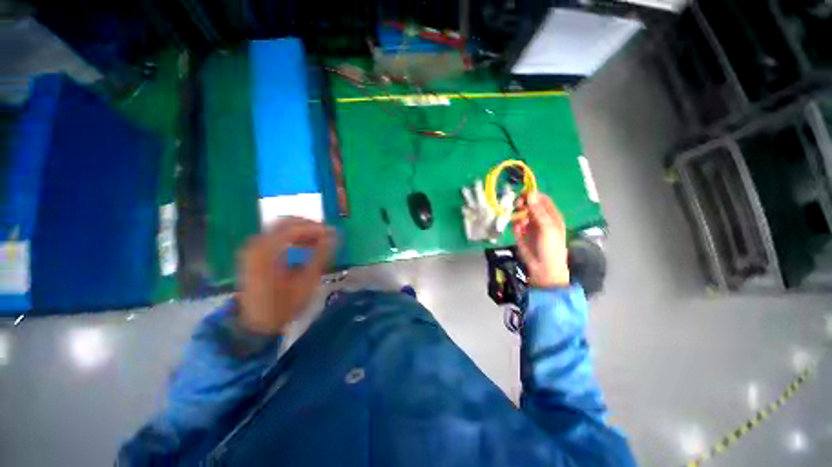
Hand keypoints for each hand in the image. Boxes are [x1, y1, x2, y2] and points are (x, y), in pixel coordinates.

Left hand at [237, 217, 333, 334]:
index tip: (333, 233)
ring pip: (281, 228)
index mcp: (266, 251)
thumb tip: (333, 236)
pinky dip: (292, 238)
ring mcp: (253, 249)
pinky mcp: (254, 254)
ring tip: (319, 241)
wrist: (257, 325)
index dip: (316, 228)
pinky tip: (304, 247)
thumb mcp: (307, 281)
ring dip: (301, 231)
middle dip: (309, 226)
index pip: (294, 228)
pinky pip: (275, 237)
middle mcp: (256, 245)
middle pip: (285, 223)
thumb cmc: (284, 305)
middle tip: (327, 234)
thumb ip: (321, 255)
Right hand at [513, 192, 569, 287]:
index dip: (533, 194)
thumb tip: (530, 193)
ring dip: (518, 213)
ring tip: (518, 220)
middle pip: (529, 204)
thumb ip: (538, 210)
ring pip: (521, 213)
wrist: (542, 268)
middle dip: (523, 203)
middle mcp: (540, 218)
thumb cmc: (550, 248)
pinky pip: (515, 223)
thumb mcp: (547, 228)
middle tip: (517, 205)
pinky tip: (517, 230)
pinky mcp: (520, 233)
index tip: (522, 193)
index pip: (542, 199)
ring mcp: (529, 225)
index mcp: (551, 215)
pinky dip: (515, 224)